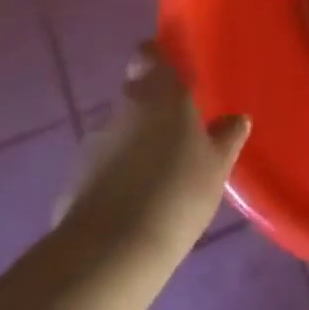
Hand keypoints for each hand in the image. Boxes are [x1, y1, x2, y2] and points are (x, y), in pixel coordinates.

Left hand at [56, 46, 248, 271]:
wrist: (108, 254)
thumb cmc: (176, 194)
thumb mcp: (216, 167)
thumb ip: (226, 138)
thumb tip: (235, 119)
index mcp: (160, 94)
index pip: (150, 54)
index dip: (159, 57)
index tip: (174, 70)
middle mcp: (123, 107)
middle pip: (135, 91)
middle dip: (152, 104)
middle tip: (179, 127)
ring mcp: (93, 143)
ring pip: (119, 129)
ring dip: (135, 141)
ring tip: (158, 170)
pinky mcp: (73, 179)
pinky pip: (103, 164)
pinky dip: (117, 173)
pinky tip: (135, 200)